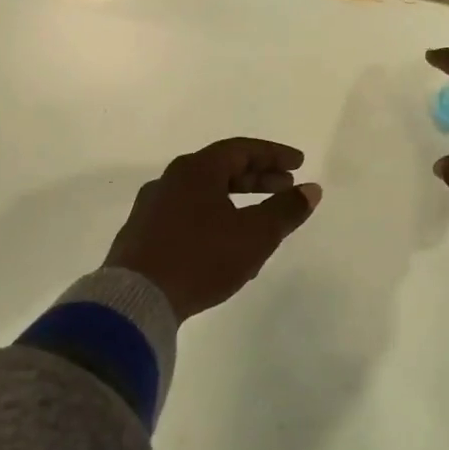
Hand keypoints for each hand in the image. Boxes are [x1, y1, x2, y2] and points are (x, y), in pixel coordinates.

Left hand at [105, 138, 321, 320]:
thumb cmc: (201, 258)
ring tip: (260, 221)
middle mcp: (170, 181)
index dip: (274, 155)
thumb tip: (311, 190)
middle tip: (284, 189)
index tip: (299, 164)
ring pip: (203, 195)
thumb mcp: (254, 235)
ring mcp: (152, 208)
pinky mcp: (142, 235)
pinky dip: (214, 219)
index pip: (241, 150)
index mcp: (195, 171)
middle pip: (220, 169)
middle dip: (256, 178)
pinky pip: (187, 216)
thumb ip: (285, 210)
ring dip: (236, 201)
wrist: (137, 298)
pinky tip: (226, 246)